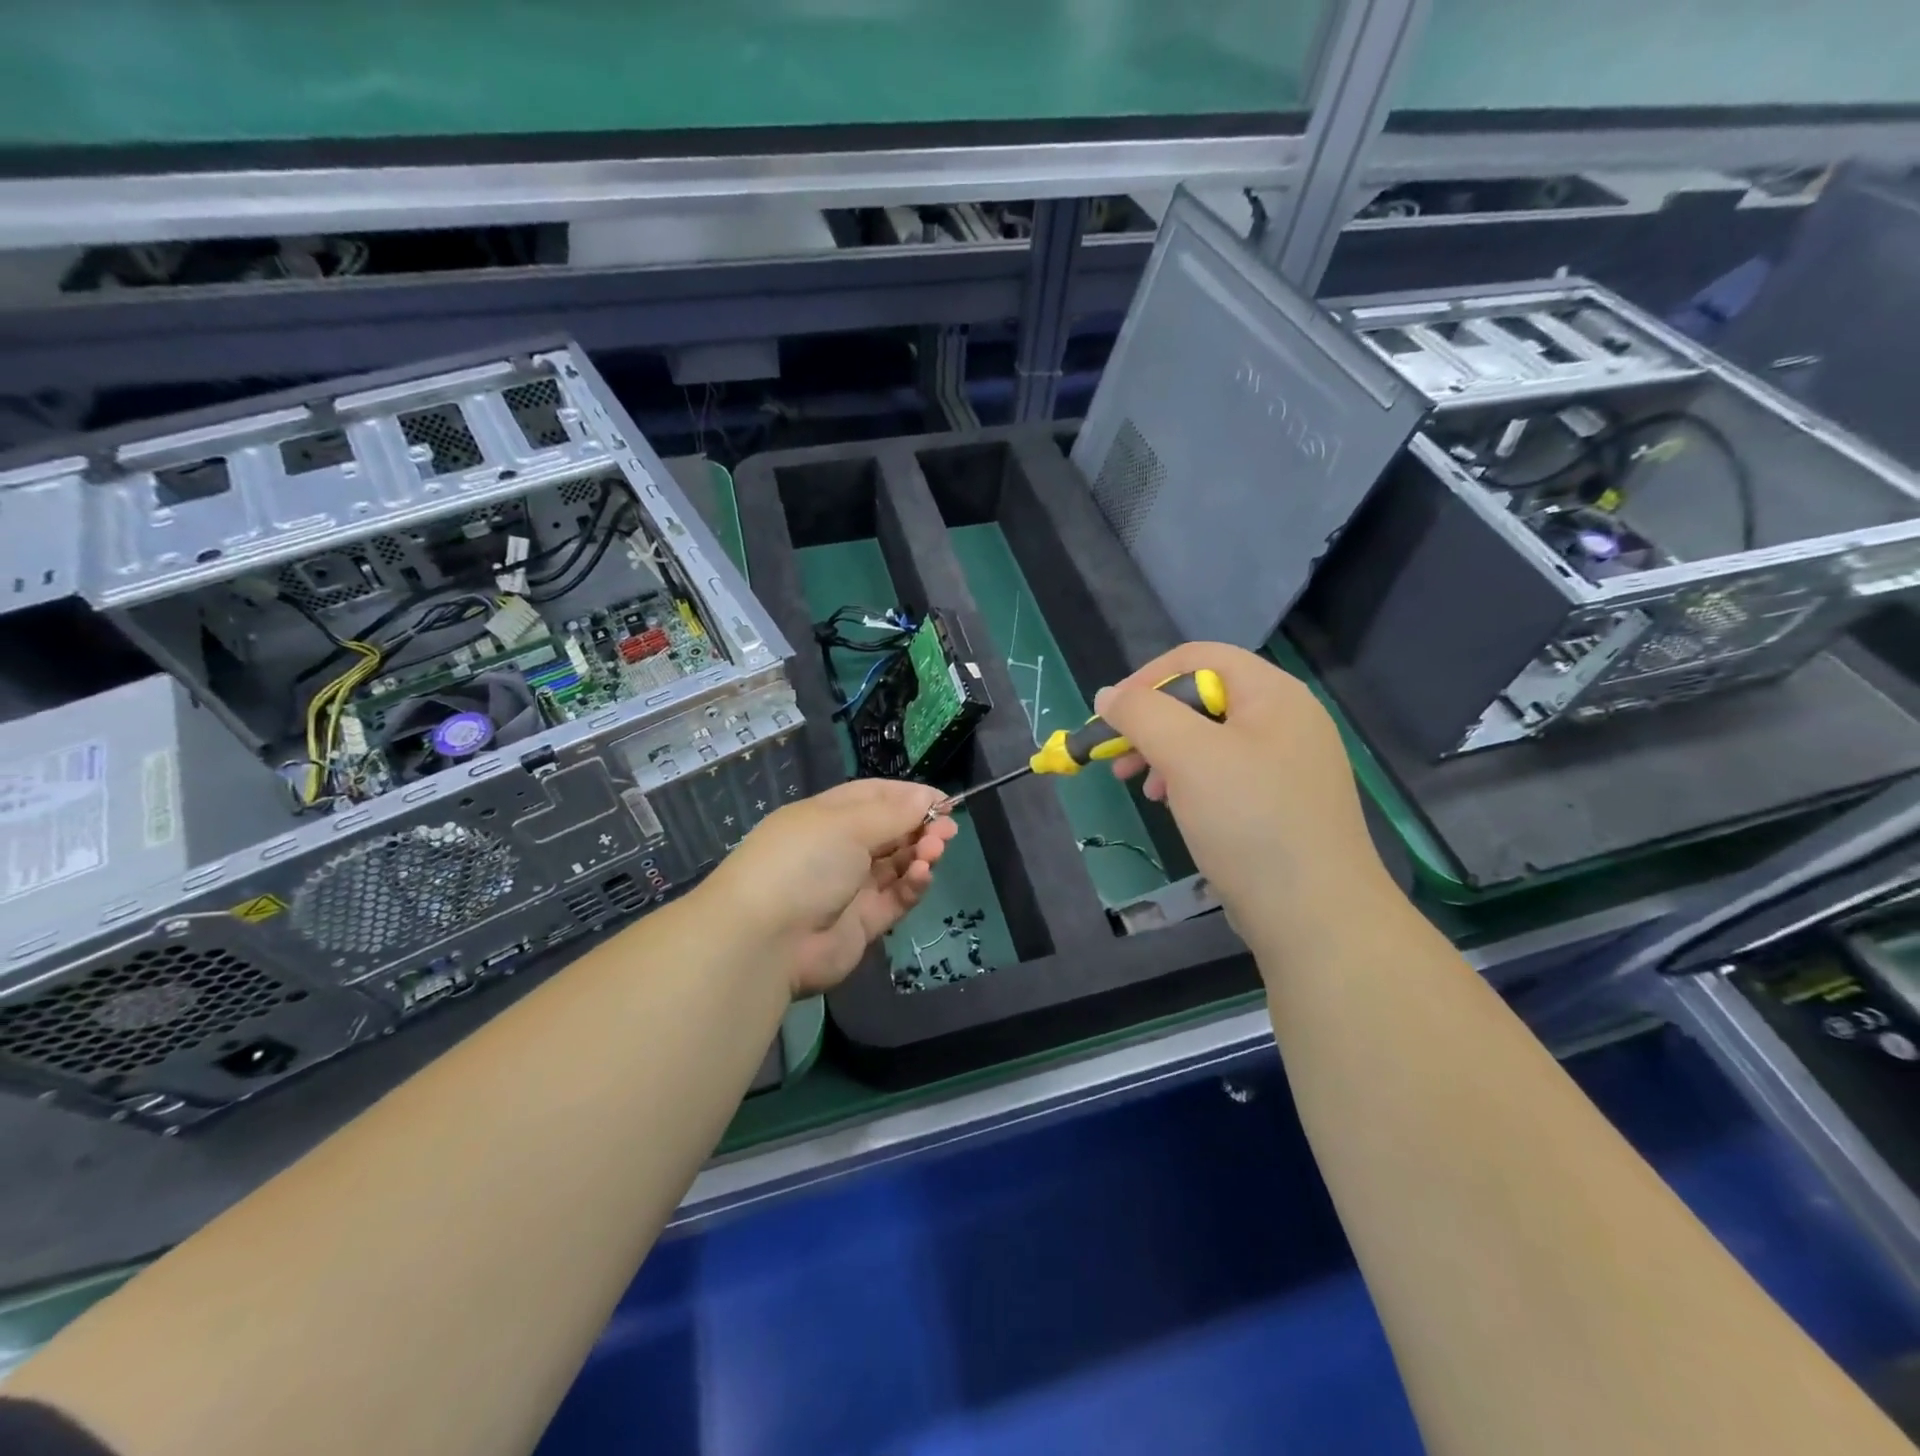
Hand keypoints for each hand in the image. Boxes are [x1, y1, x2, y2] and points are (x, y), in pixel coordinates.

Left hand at [701, 778, 958, 996]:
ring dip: (920, 854)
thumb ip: (893, 813)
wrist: (766, 940)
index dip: (909, 796)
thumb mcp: (848, 824)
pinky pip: (896, 898)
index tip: (943, 800)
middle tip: (948, 830)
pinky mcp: (863, 923)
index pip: (875, 797)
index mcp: (827, 816)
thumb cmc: (803, 862)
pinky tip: (922, 875)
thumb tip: (926, 798)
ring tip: (935, 851)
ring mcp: (851, 887)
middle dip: (921, 827)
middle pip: (890, 831)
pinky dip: (912, 885)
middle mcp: (839, 849)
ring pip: (897, 865)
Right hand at [1095, 643, 1391, 935]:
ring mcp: (1289, 764)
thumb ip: (1142, 714)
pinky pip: (1226, 774)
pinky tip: (1175, 808)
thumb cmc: (1250, 822)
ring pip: (1210, 739)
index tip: (1110, 718)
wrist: (1316, 916)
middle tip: (1119, 759)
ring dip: (1166, 755)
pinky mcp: (1283, 803)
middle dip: (1152, 723)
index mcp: (1274, 694)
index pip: (1198, 658)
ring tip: (1144, 789)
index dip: (1146, 679)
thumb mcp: (1188, 756)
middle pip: (1203, 697)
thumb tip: (1108, 695)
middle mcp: (1287, 719)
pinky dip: (1191, 782)